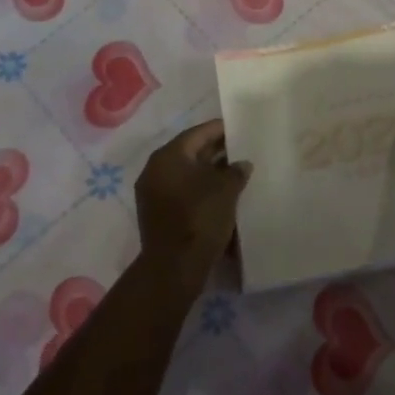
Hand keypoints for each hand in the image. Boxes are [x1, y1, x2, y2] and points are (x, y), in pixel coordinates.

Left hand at [135, 120, 250, 290]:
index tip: (239, 127)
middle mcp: (155, 170)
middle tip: (241, 148)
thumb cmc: (200, 218)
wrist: (174, 267)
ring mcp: (153, 193)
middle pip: (190, 152)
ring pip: (186, 173)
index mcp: (168, 156)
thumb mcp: (226, 190)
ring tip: (236, 171)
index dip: (220, 129)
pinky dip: (201, 188)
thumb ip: (236, 171)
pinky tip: (222, 193)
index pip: (197, 133)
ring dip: (209, 171)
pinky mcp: (158, 213)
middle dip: (216, 150)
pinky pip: (182, 191)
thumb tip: (241, 164)